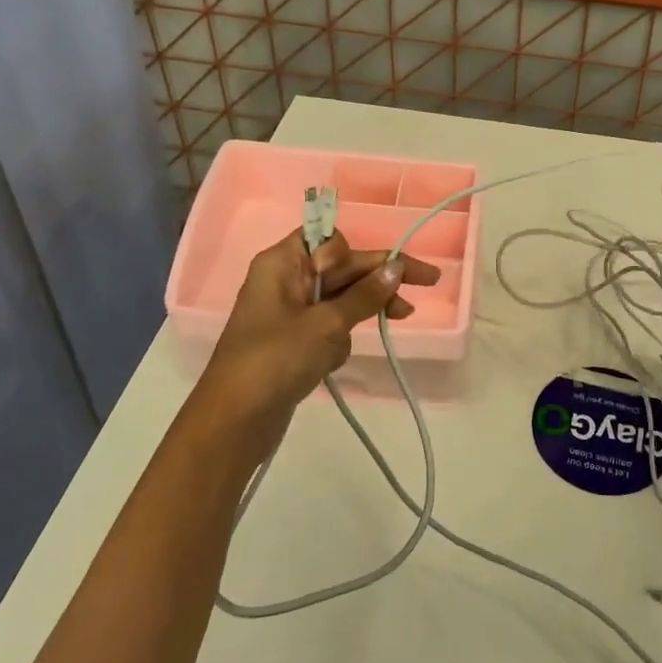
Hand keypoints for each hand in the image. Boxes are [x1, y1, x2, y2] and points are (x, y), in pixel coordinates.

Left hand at [196, 230, 440, 456]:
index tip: (391, 269)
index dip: (362, 253)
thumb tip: (396, 267)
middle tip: (427, 283)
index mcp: (282, 263)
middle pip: (341, 268)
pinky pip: (328, 326)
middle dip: (378, 279)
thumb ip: (365, 295)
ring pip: (339, 298)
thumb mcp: (327, 324)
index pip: (331, 241)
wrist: (234, 422)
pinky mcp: (293, 342)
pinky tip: (335, 361)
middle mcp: (284, 281)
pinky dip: (340, 338)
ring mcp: (288, 313)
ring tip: (399, 318)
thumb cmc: (276, 360)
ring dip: (363, 309)